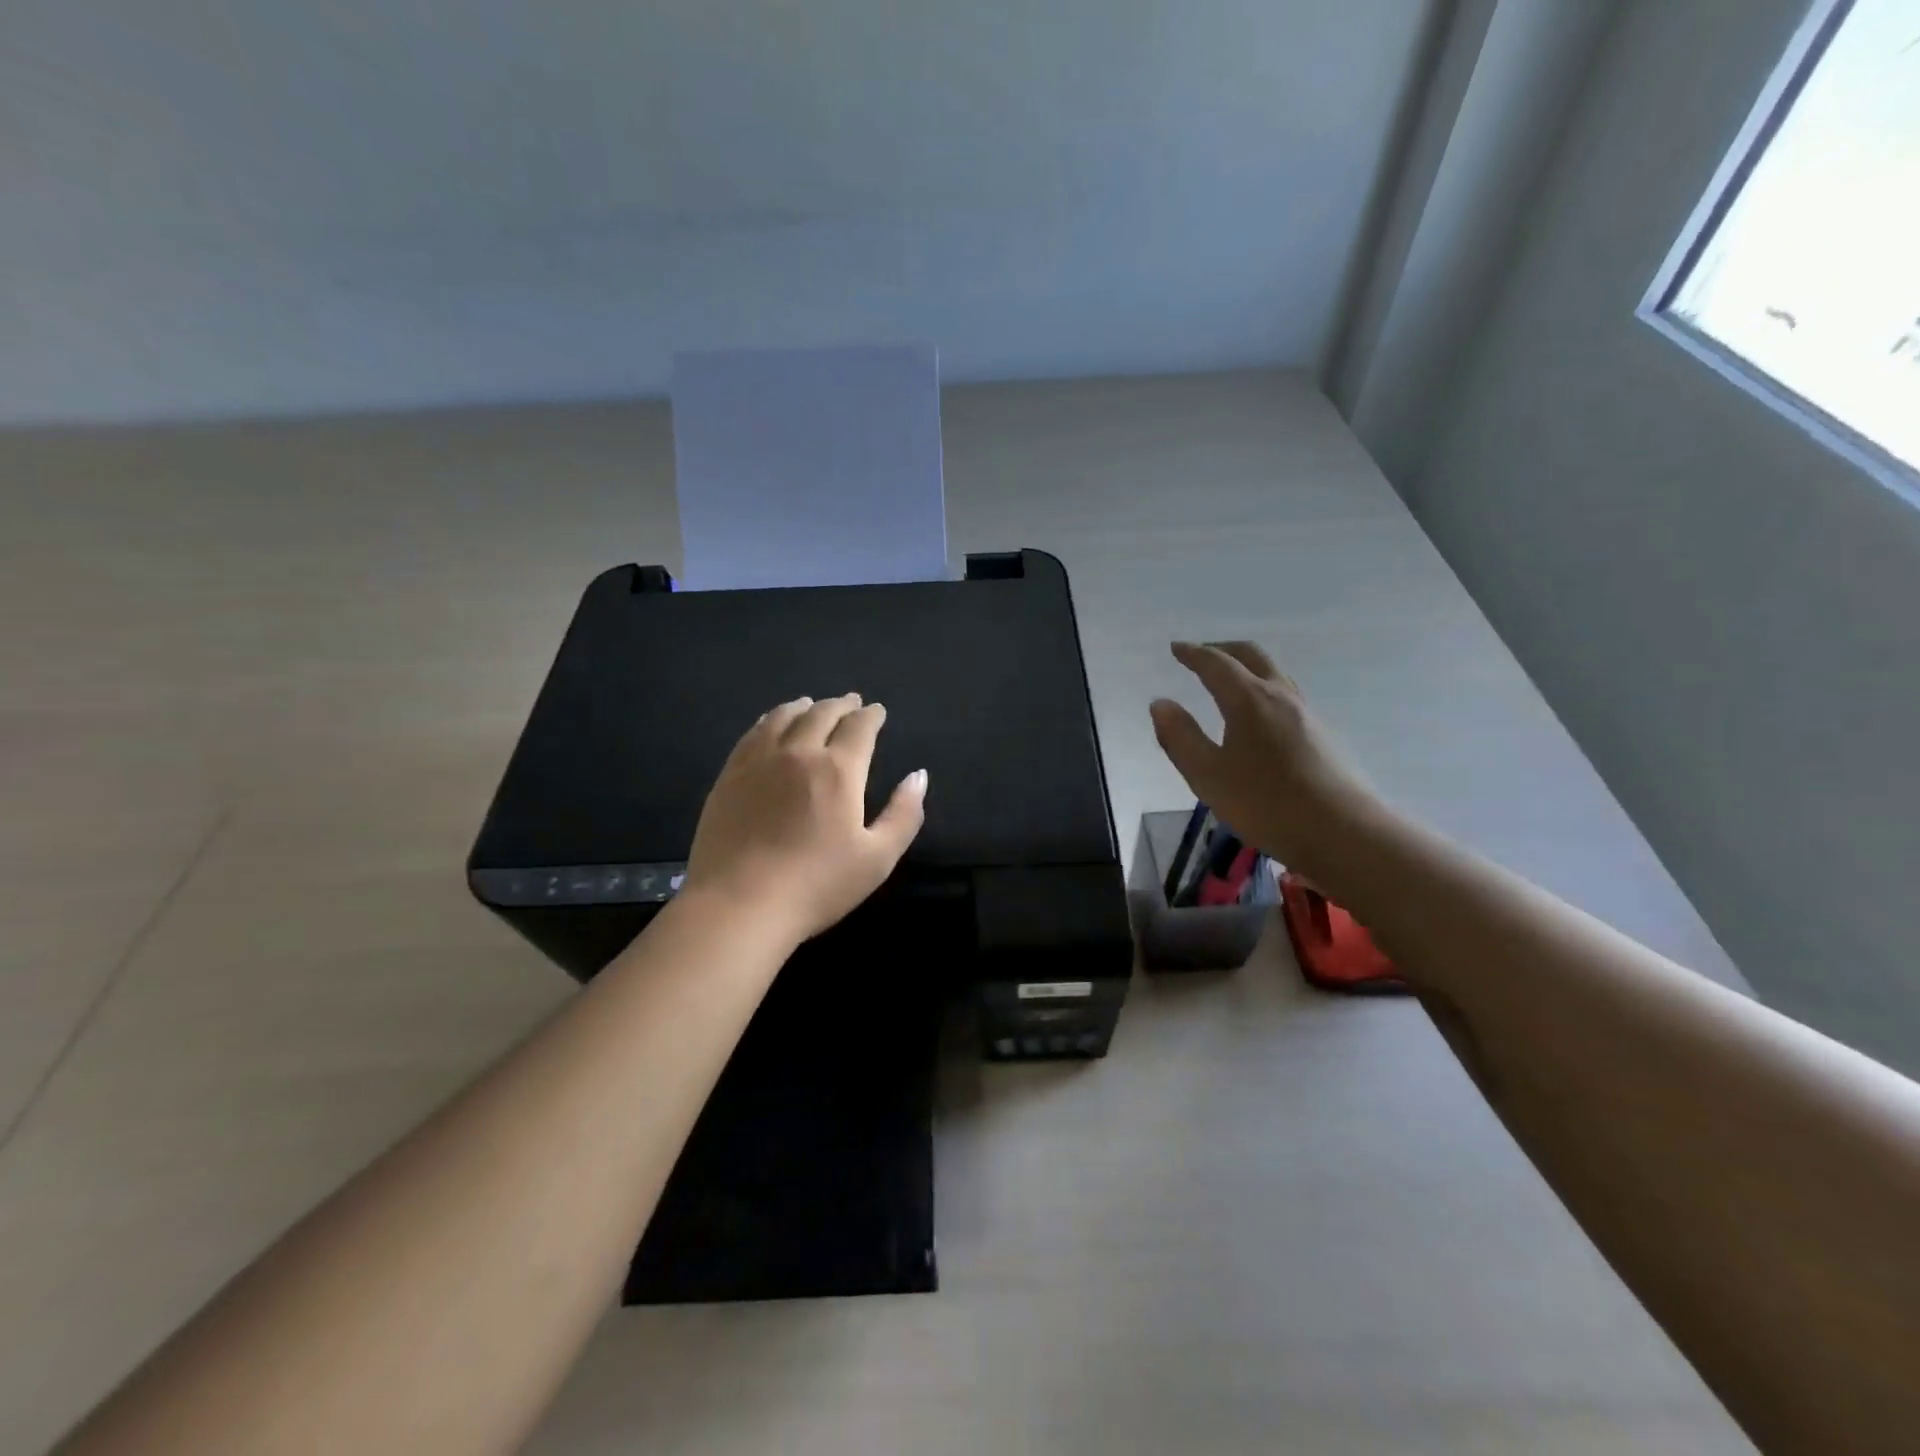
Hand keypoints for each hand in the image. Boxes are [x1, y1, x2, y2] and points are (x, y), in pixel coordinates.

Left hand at [684, 694, 927, 942]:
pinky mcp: (729, 776)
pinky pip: (752, 734)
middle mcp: (798, 753)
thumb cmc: (816, 886)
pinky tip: (770, 724)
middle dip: (841, 705)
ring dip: (803, 707)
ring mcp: (758, 762)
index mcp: (839, 770)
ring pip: (783, 717)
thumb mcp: (877, 858)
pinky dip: (769, 720)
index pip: (859, 728)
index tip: (877, 711)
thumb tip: (919, 776)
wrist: (739, 905)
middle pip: (821, 714)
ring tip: (811, 704)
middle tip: (850, 702)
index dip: (871, 716)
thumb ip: (903, 814)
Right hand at [1149, 641, 1381, 876]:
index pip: (1216, 664)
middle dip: (1223, 650)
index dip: (1193, 654)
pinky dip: (1263, 689)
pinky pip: (1286, 696)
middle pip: (1252, 656)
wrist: (1343, 833)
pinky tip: (1258, 716)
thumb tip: (1161, 703)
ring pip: (1274, 674)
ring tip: (1227, 681)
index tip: (1176, 648)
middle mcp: (1280, 696)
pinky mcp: (1322, 735)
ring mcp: (1306, 714)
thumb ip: (1181, 737)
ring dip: (1247, 667)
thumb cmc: (1266, 804)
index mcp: (1249, 700)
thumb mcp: (1208, 776)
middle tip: (1201, 654)